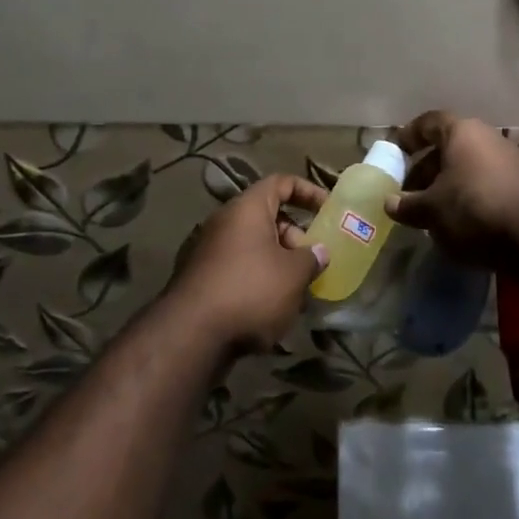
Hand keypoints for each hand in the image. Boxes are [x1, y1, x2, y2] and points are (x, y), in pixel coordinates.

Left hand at [167, 174, 328, 355]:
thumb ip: (311, 258)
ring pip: (253, 245)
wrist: (190, 335)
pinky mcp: (200, 278)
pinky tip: (271, 307)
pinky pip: (238, 267)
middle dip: (294, 236)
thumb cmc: (250, 292)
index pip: (281, 182)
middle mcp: (224, 221)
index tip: (328, 209)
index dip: (307, 191)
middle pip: (267, 216)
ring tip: (297, 290)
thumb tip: (317, 251)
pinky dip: (258, 278)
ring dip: (278, 261)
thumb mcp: (293, 275)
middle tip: (312, 261)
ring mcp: (208, 249)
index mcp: (247, 208)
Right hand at [385, 111, 518, 254]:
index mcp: (462, 132)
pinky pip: (489, 182)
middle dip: (427, 169)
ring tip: (434, 210)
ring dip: (450, 184)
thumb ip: (407, 205)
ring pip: (470, 166)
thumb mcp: (431, 210)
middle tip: (411, 193)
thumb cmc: (473, 209)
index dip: (410, 136)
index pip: (429, 122)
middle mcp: (488, 137)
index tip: (396, 153)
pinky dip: (472, 195)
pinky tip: (463, 220)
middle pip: (450, 147)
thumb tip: (390, 203)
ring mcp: (512, 159)